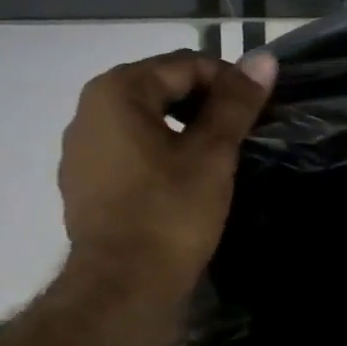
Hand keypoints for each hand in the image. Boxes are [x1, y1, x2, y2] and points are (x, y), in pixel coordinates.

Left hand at [58, 49, 276, 302]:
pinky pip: (131, 151)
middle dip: (206, 105)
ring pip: (147, 122)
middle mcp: (88, 112)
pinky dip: (161, 154)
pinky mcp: (85, 183)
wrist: (123, 287)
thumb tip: (264, 58)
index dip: (229, 82)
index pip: (185, 65)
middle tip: (244, 133)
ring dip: (185, 130)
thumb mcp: (212, 154)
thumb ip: (236, 103)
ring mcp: (81, 150)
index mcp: (116, 93)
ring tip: (221, 157)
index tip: (258, 111)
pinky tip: (186, 180)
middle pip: (162, 89)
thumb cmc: (170, 212)